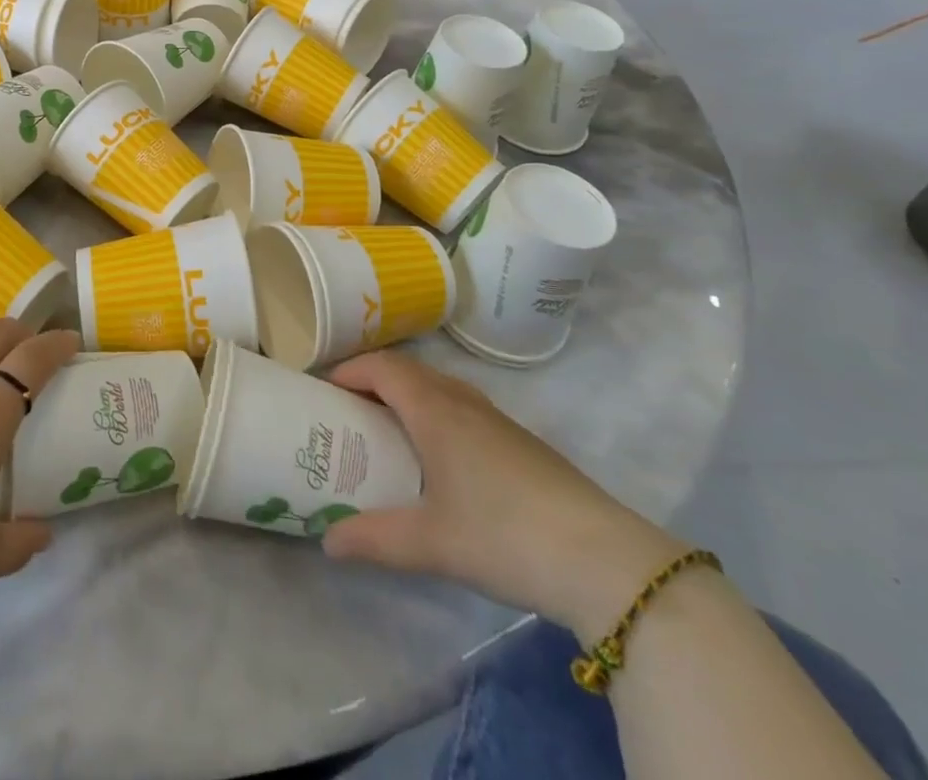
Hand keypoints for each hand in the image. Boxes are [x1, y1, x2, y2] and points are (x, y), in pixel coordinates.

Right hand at [319, 352, 684, 638]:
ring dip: (408, 395)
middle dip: (373, 380)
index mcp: (435, 410)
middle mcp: (463, 401)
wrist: (604, 560)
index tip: (324, 389)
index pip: (382, 367)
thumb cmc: (503, 535)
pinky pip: (463, 407)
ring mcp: (497, 420)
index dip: (349, 370)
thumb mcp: (430, 543)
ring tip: (388, 430)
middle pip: (409, 370)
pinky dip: (436, 413)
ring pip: (440, 387)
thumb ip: (374, 539)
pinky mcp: (522, 443)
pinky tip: (441, 458)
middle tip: (348, 410)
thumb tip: (327, 542)